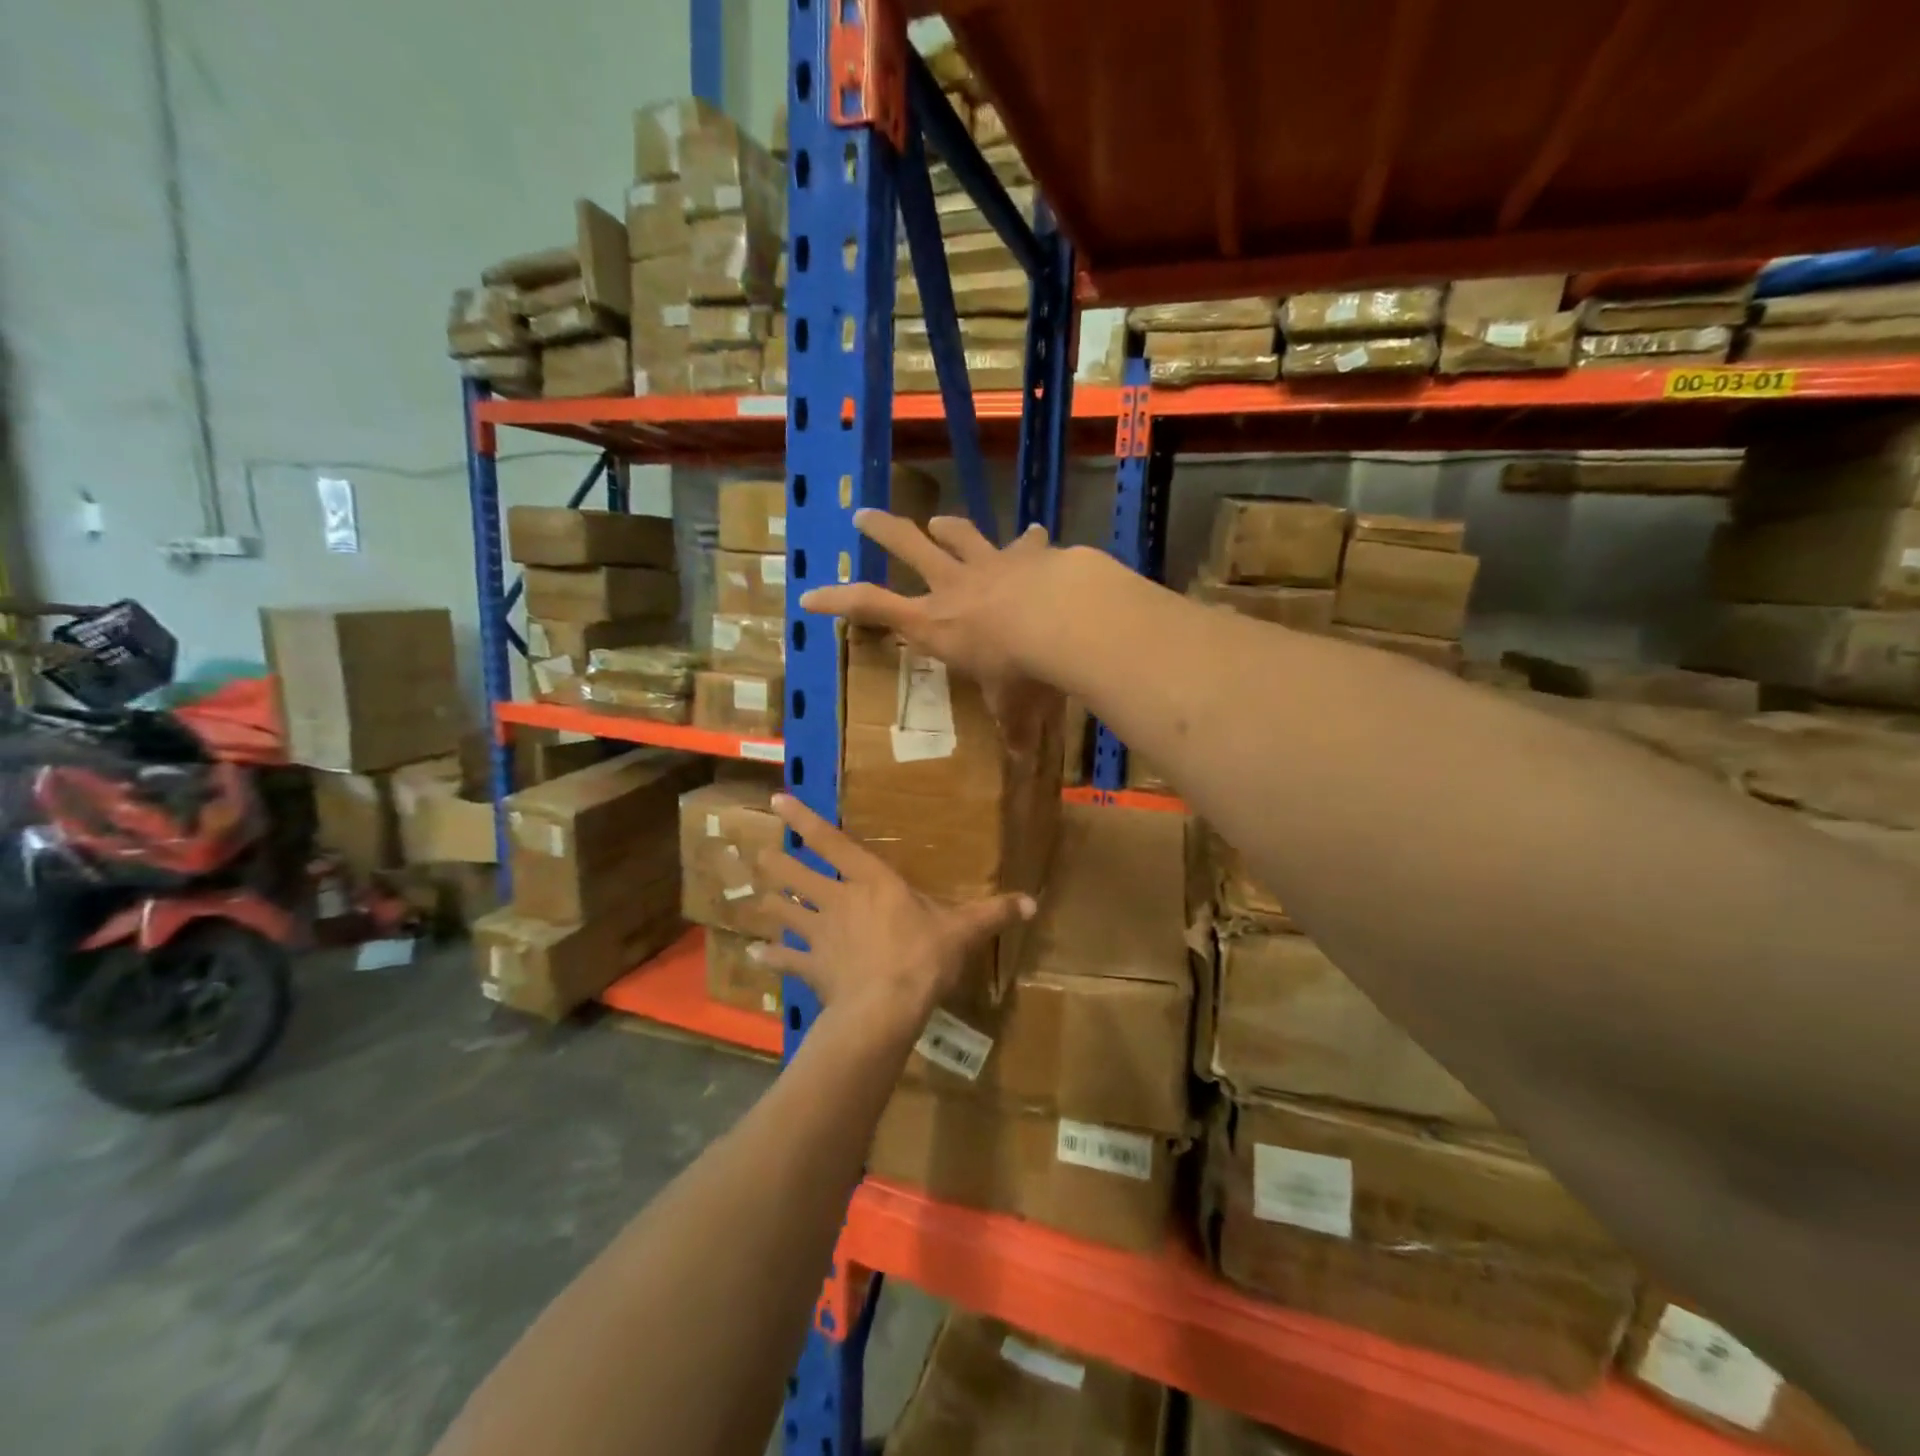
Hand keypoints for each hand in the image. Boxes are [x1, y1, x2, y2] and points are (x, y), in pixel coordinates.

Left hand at [749, 793, 1035, 1028]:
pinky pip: (785, 960)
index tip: (777, 799)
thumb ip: (994, 912)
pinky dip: (770, 956)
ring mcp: (820, 934)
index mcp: (871, 881)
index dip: (803, 820)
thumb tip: (1033, 902)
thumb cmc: (923, 956)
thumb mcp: (964, 930)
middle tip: (756, 853)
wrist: (887, 1007)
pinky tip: (754, 954)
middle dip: (774, 863)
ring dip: (768, 903)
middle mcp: (838, 899)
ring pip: (783, 911)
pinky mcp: (812, 968)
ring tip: (752, 894)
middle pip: (795, 875)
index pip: (831, 841)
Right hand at [798, 511, 1065, 748]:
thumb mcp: (1012, 706)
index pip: (872, 607)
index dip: (837, 601)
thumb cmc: (1024, 670)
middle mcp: (955, 586)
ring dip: (946, 527)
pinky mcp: (1029, 554)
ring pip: (959, 535)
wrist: (1067, 619)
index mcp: (936, 624)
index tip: (808, 595)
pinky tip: (1038, 534)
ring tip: (938, 522)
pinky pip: (1027, 543)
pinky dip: (1030, 541)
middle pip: (907, 546)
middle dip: (882, 530)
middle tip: (863, 515)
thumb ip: (1013, 726)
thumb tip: (1021, 758)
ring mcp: (991, 563)